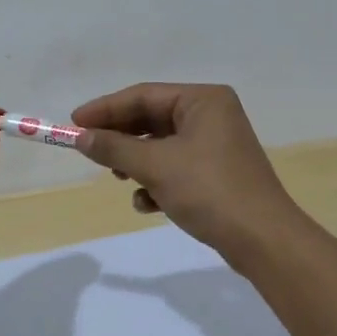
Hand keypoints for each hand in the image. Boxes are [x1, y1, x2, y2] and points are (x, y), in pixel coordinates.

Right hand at [70, 83, 305, 257]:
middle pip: (152, 119)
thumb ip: (115, 148)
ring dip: (137, 162)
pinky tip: (147, 203)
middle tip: (88, 150)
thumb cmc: (209, 190)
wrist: (262, 240)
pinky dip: (157, 181)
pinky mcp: (217, 174)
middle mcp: (212, 115)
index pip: (144, 95)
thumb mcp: (155, 166)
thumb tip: (81, 138)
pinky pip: (176, 168)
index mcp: (203, 100)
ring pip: (162, 146)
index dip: (106, 109)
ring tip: (118, 177)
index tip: (73, 123)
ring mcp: (217, 145)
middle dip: (121, 138)